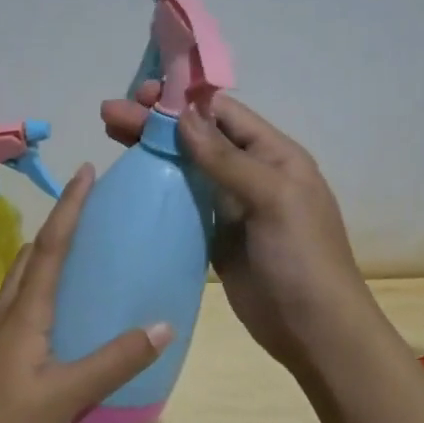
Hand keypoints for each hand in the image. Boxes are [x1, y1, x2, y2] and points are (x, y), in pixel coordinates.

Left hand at [0, 163, 172, 422]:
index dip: (70, 207)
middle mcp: (7, 313)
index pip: (52, 246)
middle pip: (33, 255)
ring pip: (24, 280)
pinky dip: (45, 289)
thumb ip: (115, 361)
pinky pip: (23, 306)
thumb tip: (164, 326)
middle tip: (92, 210)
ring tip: (83, 254)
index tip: (86, 171)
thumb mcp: (66, 395)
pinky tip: (64, 315)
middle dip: (60, 224)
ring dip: (49, 255)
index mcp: (24, 313)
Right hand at [101, 83, 371, 375]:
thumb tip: (182, 116)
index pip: (222, 114)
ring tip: (110, 136)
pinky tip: (128, 183)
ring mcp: (230, 207)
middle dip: (155, 123)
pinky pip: (182, 204)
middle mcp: (250, 173)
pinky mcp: (214, 237)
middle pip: (197, 138)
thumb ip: (226, 158)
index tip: (140, 93)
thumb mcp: (271, 198)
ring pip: (185, 168)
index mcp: (273, 155)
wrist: (313, 329)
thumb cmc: (301, 257)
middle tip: (110, 115)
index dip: (181, 100)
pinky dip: (156, 190)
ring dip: (151, 152)